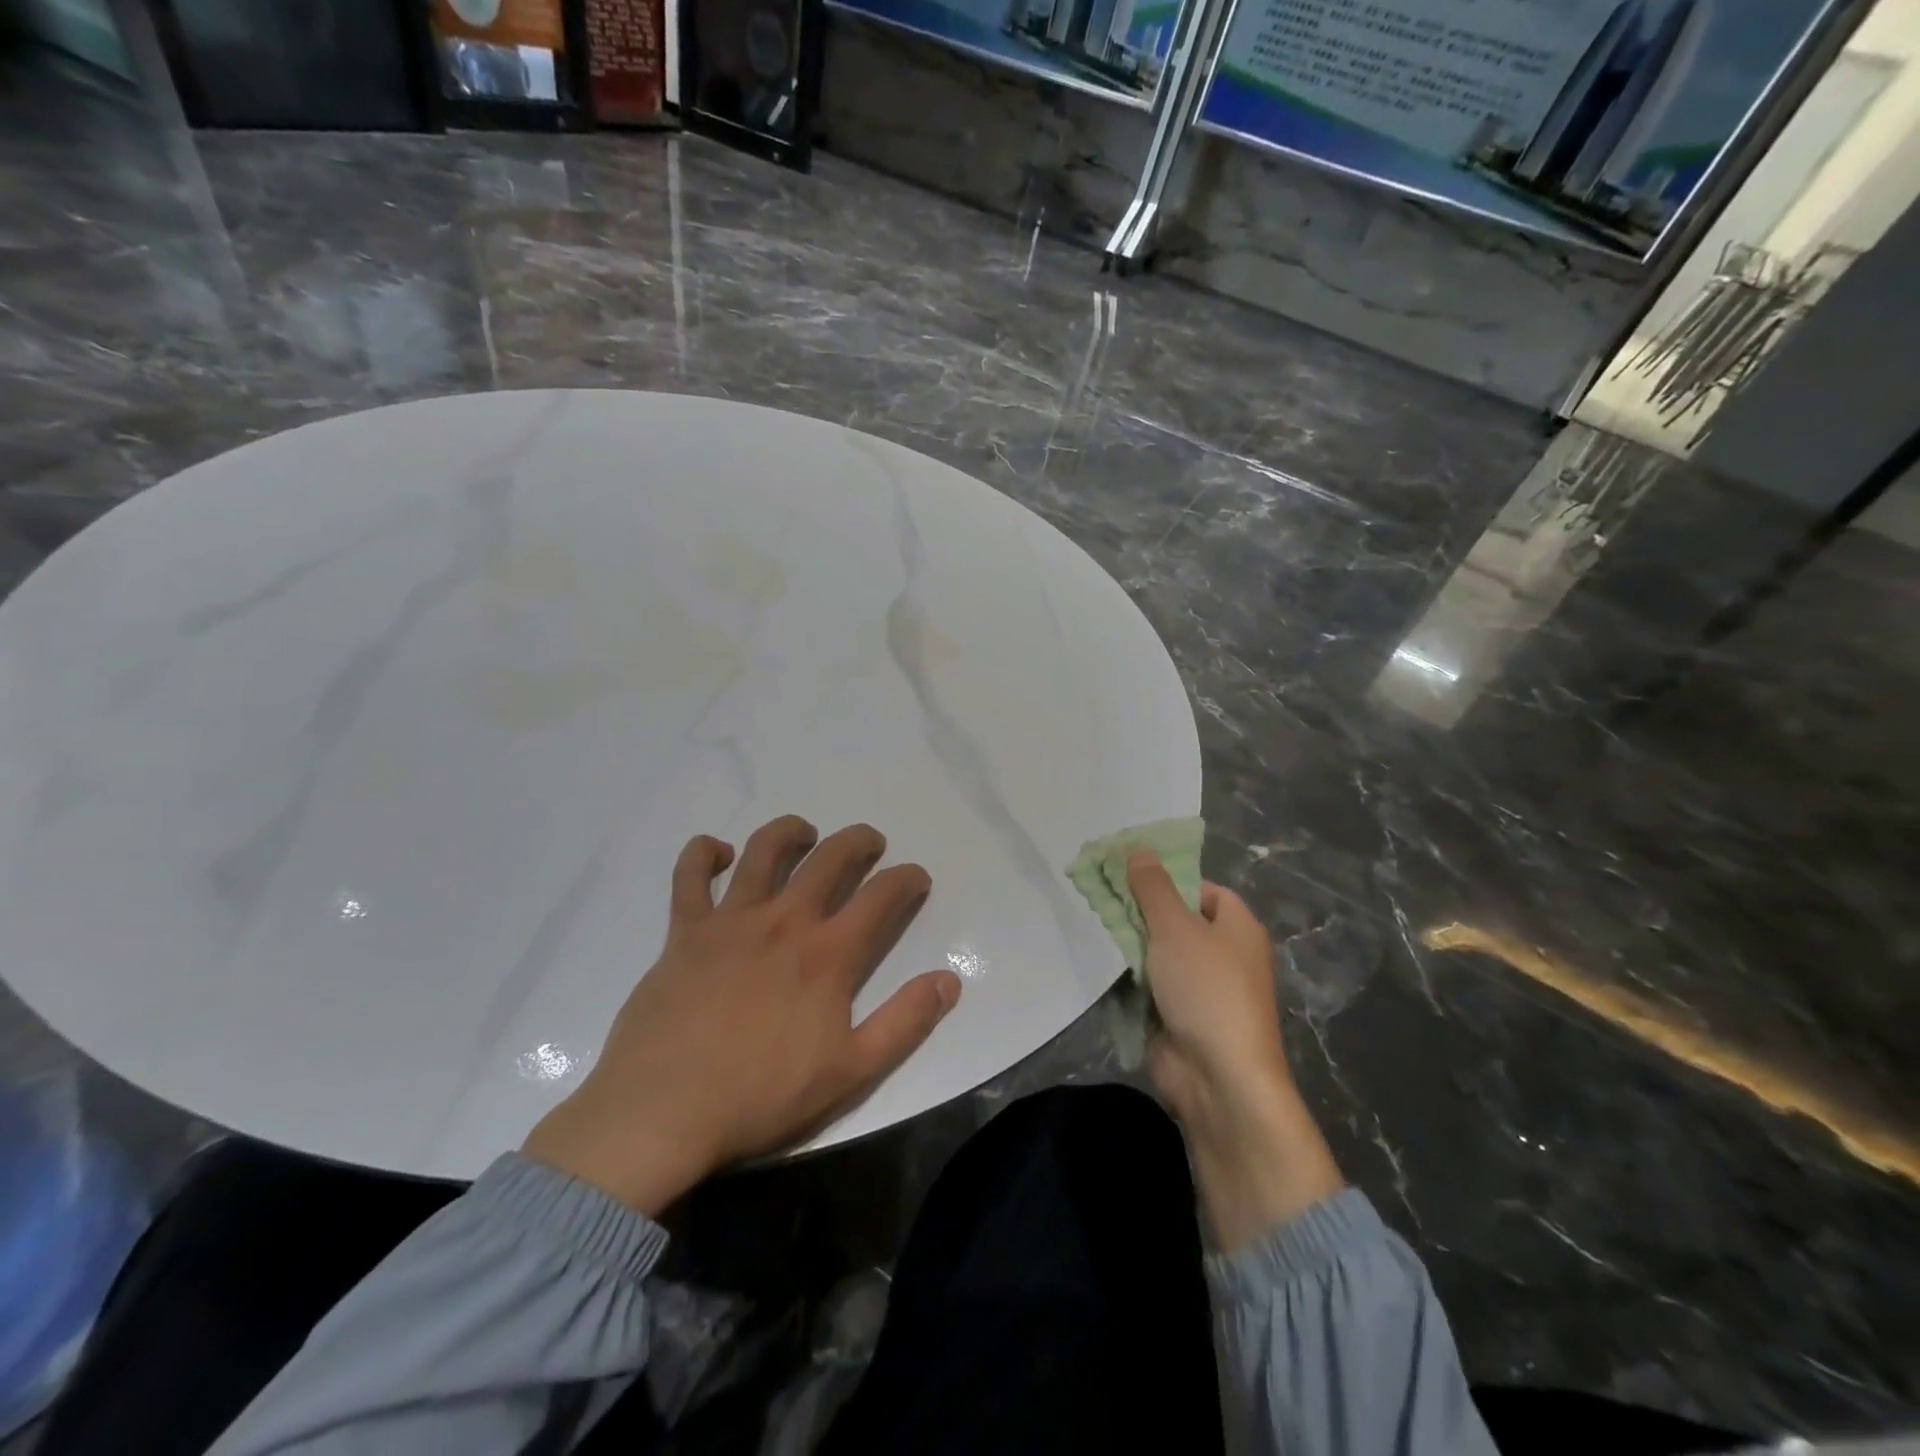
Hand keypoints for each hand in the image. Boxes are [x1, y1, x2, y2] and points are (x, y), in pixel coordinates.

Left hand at [523, 817, 961, 1214]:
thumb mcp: (852, 1071)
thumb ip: (905, 1022)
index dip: (907, 879)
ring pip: (765, 850)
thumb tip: (949, 980)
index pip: (882, 896)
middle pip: (830, 858)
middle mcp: (785, 921)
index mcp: (828, 954)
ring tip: (804, 834)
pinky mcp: (686, 930)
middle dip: (859, 841)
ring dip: (791, 831)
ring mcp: (732, 920)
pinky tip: (719, 852)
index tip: (915, 878)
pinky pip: (690, 874)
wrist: (664, 1111)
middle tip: (870, 843)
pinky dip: (704, 852)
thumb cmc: (762, 1096)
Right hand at [1127, 851, 1343, 1249]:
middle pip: (1176, 920)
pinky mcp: (1180, 1017)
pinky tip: (1101, 965)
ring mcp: (1202, 989)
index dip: (1169, 880)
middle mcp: (1224, 955)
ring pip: (1159, 954)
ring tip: (1092, 925)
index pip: (1203, 889)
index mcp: (1237, 927)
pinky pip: (1151, 986)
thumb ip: (1153, 888)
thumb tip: (1140, 850)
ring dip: (1131, 946)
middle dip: (1140, 912)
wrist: (1218, 1078)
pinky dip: (1130, 978)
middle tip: (1099, 898)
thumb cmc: (1206, 989)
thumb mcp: (1175, 928)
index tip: (1128, 876)